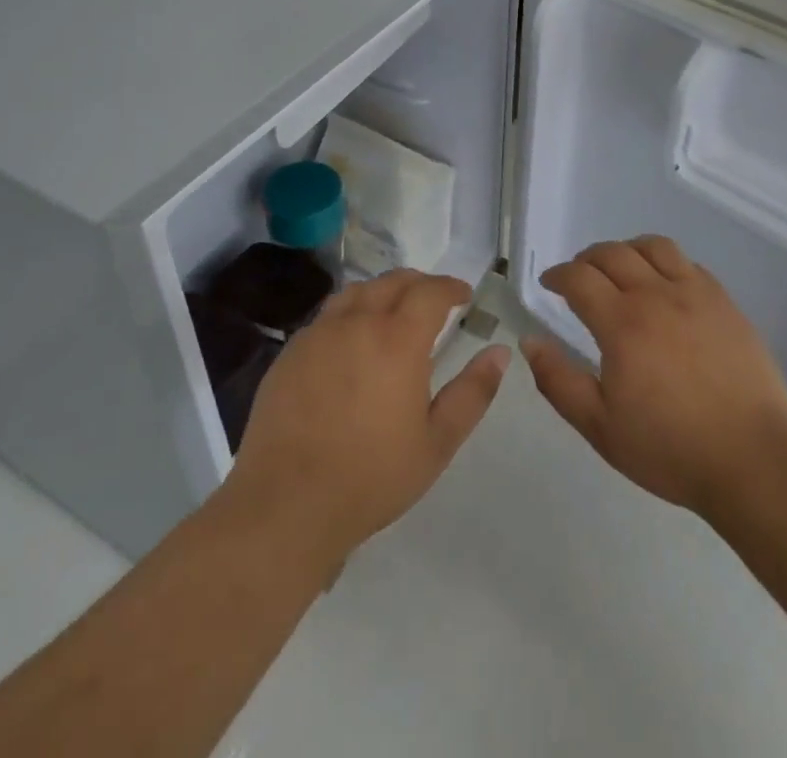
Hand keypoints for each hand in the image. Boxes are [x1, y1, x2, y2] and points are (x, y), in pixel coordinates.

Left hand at [223, 270, 507, 565]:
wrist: (286, 505)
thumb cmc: (371, 476)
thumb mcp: (437, 442)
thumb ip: (473, 392)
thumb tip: (500, 352)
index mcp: (398, 338)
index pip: (431, 291)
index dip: (451, 287)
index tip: (464, 295)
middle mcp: (357, 322)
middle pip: (393, 281)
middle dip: (419, 283)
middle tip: (434, 300)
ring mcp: (318, 334)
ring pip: (356, 292)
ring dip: (382, 291)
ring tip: (393, 311)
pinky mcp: (290, 353)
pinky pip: (327, 316)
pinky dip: (349, 313)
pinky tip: (351, 340)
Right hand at [523, 237, 786, 518]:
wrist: (753, 459)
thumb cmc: (670, 448)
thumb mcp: (600, 427)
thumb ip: (559, 381)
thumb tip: (530, 342)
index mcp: (622, 323)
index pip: (579, 278)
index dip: (558, 275)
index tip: (549, 283)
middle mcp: (656, 295)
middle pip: (613, 253)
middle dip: (587, 259)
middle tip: (579, 276)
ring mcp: (695, 294)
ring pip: (654, 246)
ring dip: (627, 249)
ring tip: (621, 268)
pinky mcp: (725, 302)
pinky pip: (688, 263)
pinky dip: (665, 262)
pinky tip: (665, 285)